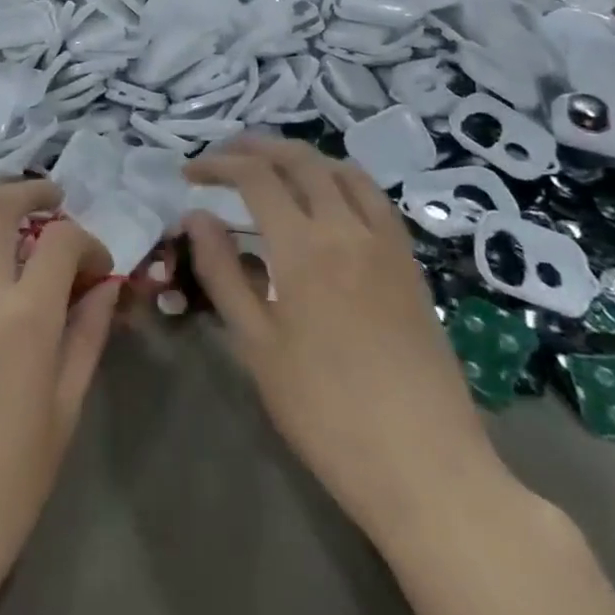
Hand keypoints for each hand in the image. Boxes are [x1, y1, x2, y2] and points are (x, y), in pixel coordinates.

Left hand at [0, 180, 115, 614]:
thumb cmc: (0, 493)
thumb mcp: (62, 417)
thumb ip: (86, 339)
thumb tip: (106, 286)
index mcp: (26, 318)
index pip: (61, 242)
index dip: (86, 240)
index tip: (96, 265)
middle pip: (1, 208)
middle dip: (33, 192)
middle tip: (51, 198)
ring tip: (0, 203)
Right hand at [182, 137, 507, 549]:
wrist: (425, 467)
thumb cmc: (327, 413)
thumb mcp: (258, 347)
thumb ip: (223, 273)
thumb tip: (195, 216)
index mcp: (305, 247)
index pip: (255, 176)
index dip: (218, 164)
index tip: (189, 172)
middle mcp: (348, 228)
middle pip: (300, 159)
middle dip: (256, 147)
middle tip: (223, 158)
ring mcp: (386, 242)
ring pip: (342, 170)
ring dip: (301, 157)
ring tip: (272, 168)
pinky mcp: (410, 262)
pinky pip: (374, 197)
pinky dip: (341, 179)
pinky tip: (327, 202)